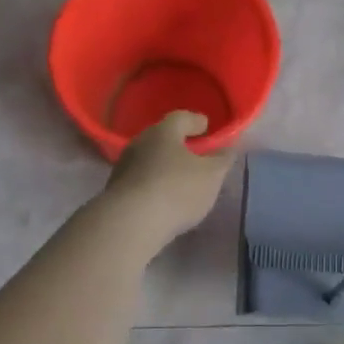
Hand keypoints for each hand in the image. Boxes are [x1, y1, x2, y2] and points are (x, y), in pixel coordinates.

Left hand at [104, 111, 235, 246]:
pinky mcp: (115, 191)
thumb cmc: (176, 190)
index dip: (196, 121)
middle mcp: (140, 143)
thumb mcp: (211, 175)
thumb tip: (228, 148)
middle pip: (162, 138)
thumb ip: (222, 159)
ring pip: (150, 160)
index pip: (181, 117)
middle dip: (179, 145)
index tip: (207, 127)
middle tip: (195, 155)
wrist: (129, 225)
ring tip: (181, 181)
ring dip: (165, 166)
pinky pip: (140, 181)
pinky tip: (164, 199)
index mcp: (163, 132)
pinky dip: (154, 185)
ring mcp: (124, 167)